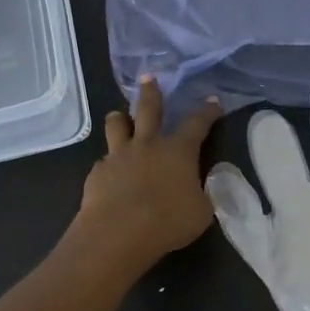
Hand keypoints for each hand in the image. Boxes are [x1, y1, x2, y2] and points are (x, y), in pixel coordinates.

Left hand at [76, 77, 221, 268]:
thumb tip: (198, 189)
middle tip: (148, 77)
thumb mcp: (200, 212)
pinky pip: (104, 161)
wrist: (118, 233)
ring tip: (120, 117)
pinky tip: (110, 174)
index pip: (197, 124)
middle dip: (151, 92)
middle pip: (149, 109)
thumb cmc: (168, 221)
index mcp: (178, 151)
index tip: (212, 101)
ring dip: (120, 119)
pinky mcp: (97, 172)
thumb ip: (200, 195)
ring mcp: (118, 156)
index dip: (207, 112)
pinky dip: (109, 163)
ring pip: (117, 125)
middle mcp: (147, 144)